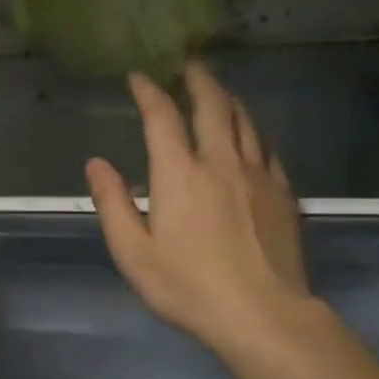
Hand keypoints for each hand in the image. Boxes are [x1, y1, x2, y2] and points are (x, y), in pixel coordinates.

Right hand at [86, 62, 317, 362]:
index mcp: (179, 173)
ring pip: (244, 120)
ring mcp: (257, 175)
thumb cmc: (188, 287)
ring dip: (227, 98)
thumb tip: (96, 164)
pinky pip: (266, 147)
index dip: (148, 91)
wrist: (263, 315)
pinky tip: (250, 135)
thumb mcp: (133, 253)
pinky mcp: (282, 193)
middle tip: (187, 62)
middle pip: (212, 104)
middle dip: (197, 78)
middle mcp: (220, 161)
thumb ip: (113, 204)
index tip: (139, 75)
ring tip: (217, 89)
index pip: (162, 116)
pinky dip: (252, 131)